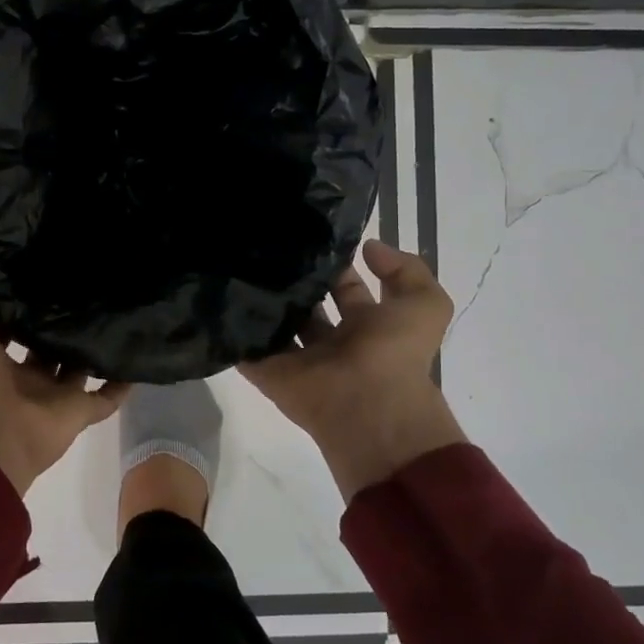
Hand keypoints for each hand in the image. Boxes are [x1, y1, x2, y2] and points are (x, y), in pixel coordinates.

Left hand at [0, 272, 129, 495]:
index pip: (1, 329)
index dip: (13, 307)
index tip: (33, 276)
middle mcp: (18, 380)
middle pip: (41, 349)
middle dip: (55, 325)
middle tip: (80, 288)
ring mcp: (49, 398)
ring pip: (74, 369)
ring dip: (88, 349)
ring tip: (112, 312)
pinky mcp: (76, 413)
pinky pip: (103, 399)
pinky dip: (120, 384)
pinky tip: (136, 358)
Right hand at [240, 240, 467, 502]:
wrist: (369, 407)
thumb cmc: (395, 354)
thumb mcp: (425, 304)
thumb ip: (407, 269)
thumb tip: (368, 247)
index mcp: (367, 326)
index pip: (345, 287)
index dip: (333, 264)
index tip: (309, 236)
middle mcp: (331, 341)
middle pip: (306, 304)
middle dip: (292, 279)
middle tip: (267, 245)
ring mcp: (297, 359)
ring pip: (274, 324)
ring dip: (260, 300)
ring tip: (237, 262)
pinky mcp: (268, 373)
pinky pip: (244, 350)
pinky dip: (231, 331)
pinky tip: (218, 296)